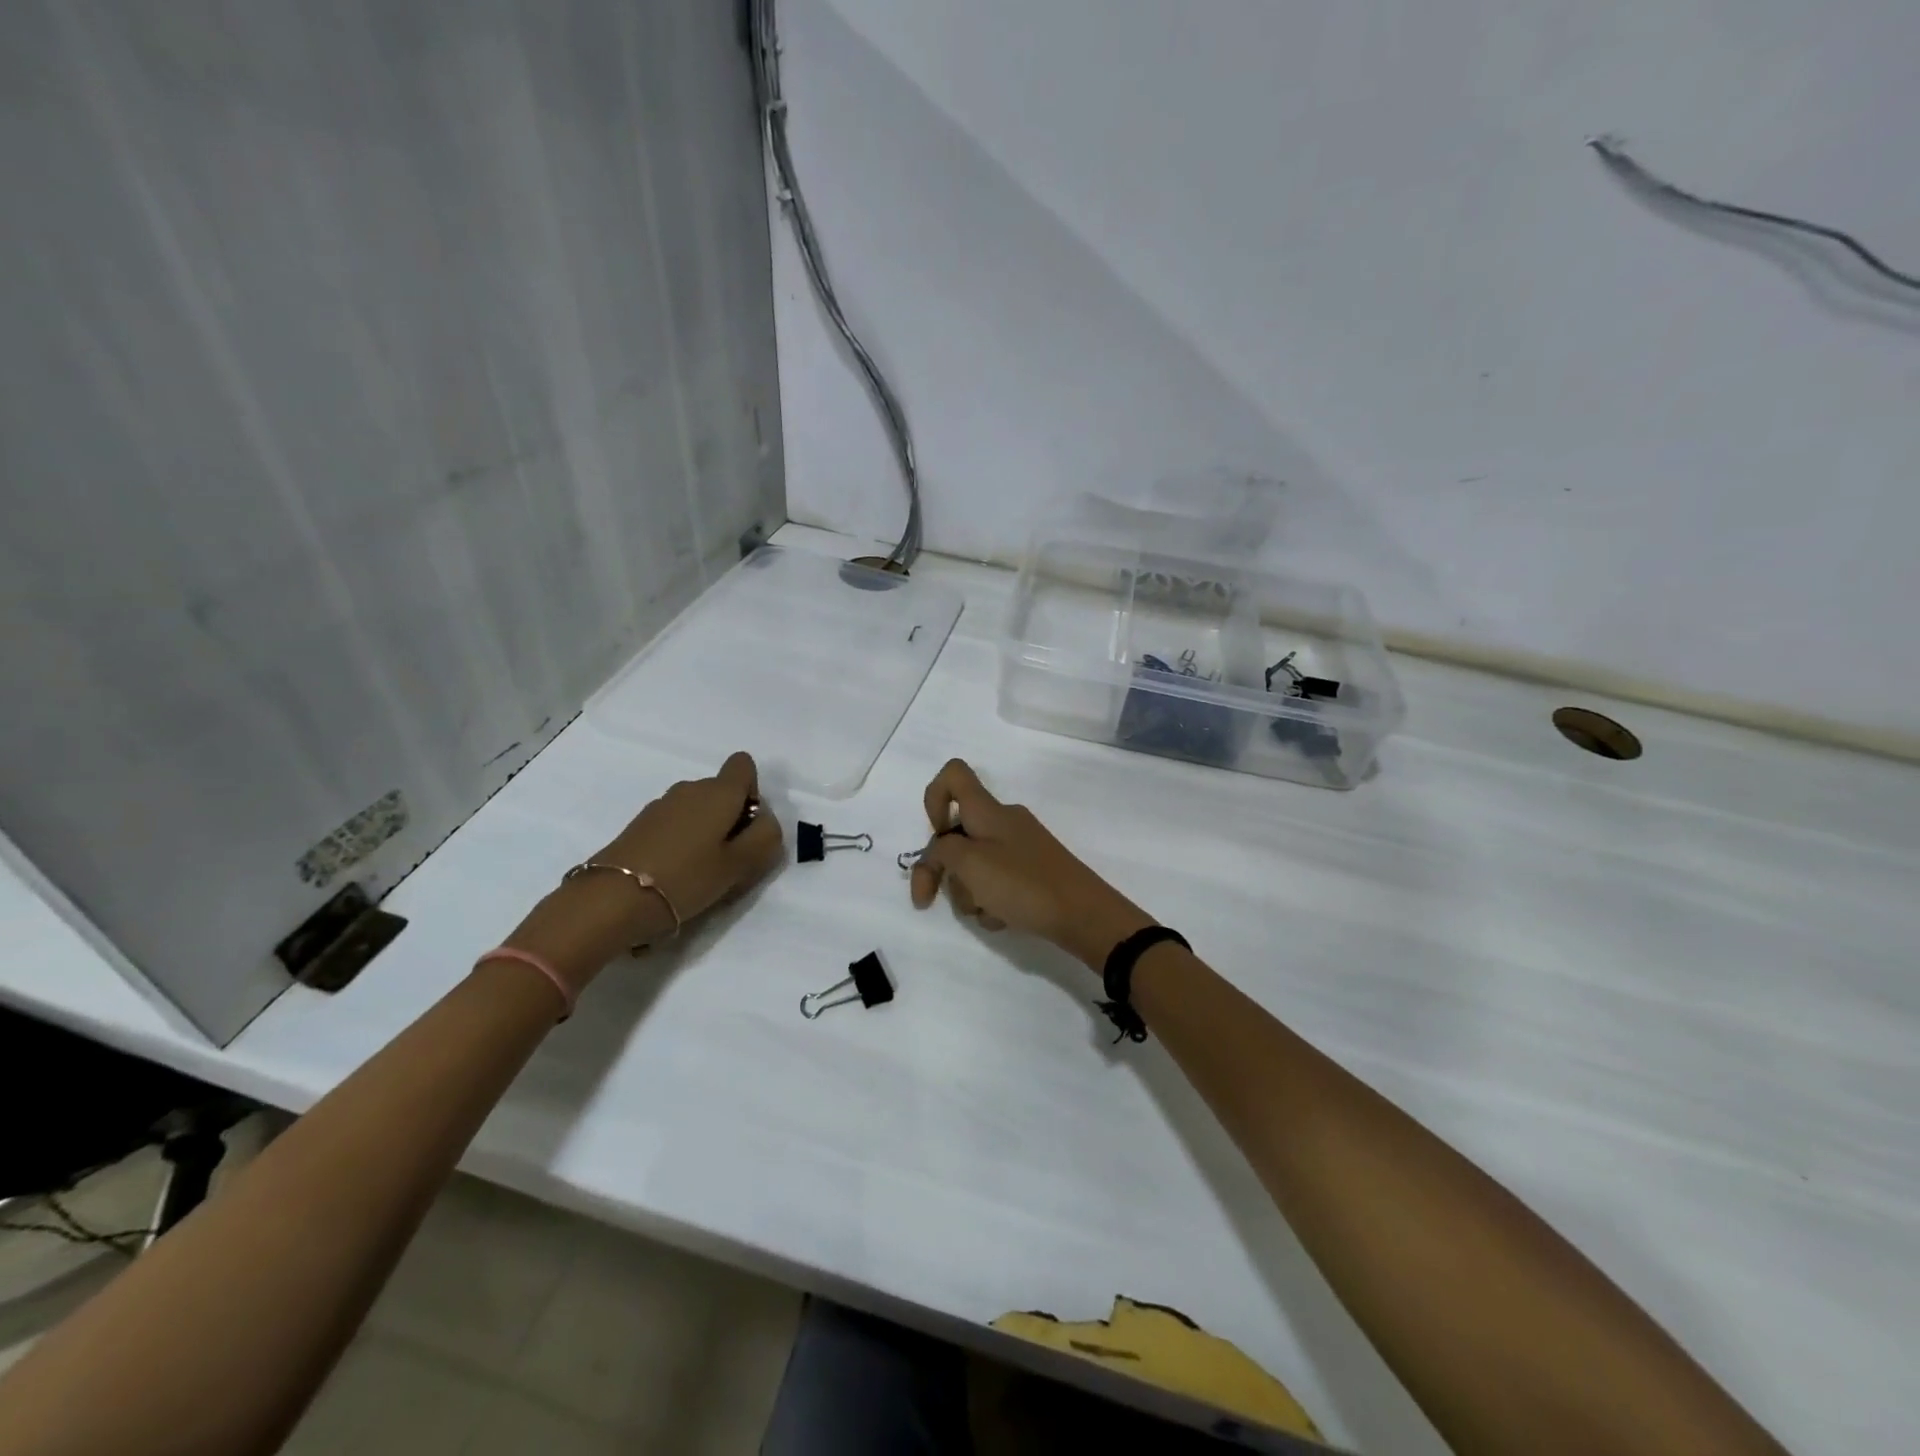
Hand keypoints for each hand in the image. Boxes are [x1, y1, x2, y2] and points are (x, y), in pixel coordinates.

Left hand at [503, 751, 782, 995]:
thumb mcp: (741, 864)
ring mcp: (660, 806)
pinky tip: (674, 878)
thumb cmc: (686, 878)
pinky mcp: (639, 826)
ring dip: (706, 834)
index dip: (753, 792)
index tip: (746, 827)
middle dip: (731, 820)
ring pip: (697, 811)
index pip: (744, 765)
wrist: (611, 901)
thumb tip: (764, 820)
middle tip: (729, 862)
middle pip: (722, 792)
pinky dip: (682, 844)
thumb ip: (766, 837)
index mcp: (718, 792)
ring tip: (700, 875)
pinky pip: (674, 826)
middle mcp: (689, 789)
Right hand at [908, 759, 1152, 971]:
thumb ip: (942, 852)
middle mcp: (1002, 823)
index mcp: (988, 810)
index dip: (933, 798)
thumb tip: (940, 853)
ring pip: (973, 865)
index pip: (953, 775)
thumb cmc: (1022, 883)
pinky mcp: (1030, 875)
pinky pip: (995, 884)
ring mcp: (1018, 849)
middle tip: (931, 900)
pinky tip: (1004, 919)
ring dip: (969, 893)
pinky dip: (991, 902)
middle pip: (956, 835)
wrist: (1084, 915)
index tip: (936, 834)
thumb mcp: (970, 863)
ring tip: (988, 911)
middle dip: (945, 869)